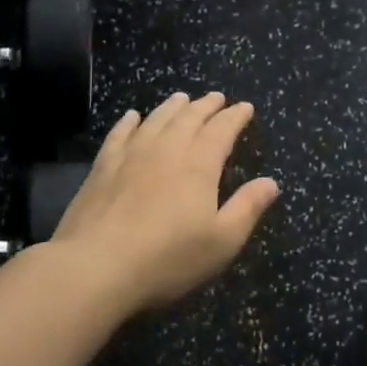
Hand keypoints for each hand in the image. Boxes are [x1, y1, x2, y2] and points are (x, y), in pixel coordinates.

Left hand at [52, 92, 278, 312]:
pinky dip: (129, 122)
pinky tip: (133, 117)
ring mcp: (131, 155)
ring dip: (172, 107)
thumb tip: (271, 182)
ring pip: (156, 120)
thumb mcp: (222, 241)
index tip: (245, 107)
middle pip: (189, 118)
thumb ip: (247, 208)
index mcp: (199, 165)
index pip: (222, 130)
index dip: (235, 117)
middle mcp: (167, 149)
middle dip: (206, 106)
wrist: (94, 268)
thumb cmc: (167, 258)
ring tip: (181, 98)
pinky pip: (119, 134)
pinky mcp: (102, 168)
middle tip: (216, 97)